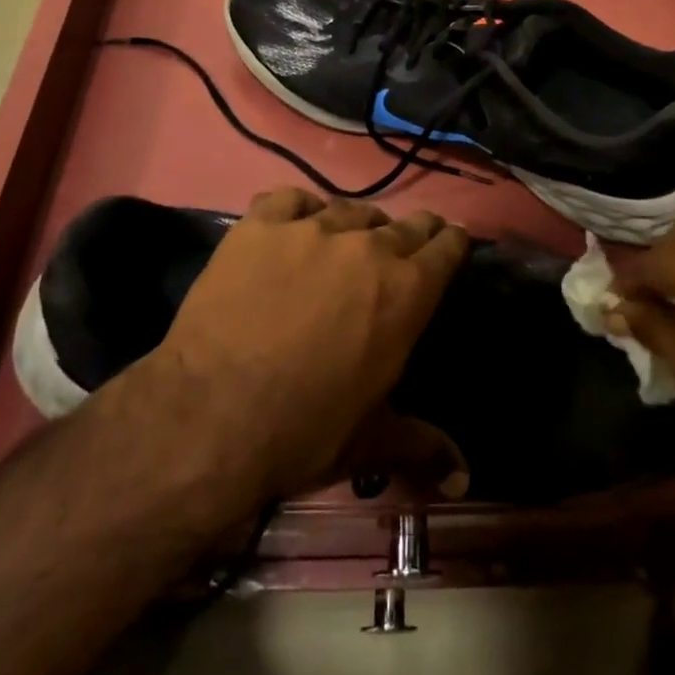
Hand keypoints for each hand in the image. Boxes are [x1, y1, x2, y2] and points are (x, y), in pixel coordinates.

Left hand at [145, 187, 469, 498]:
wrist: (211, 414)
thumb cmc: (303, 430)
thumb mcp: (369, 440)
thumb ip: (421, 443)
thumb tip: (463, 475)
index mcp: (406, 292)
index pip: (447, 247)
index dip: (452, 244)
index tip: (450, 245)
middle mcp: (368, 248)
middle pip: (405, 223)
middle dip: (413, 233)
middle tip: (404, 245)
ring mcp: (312, 229)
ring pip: (350, 209)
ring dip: (357, 225)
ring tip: (346, 239)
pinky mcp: (261, 225)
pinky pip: (290, 198)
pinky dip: (298, 209)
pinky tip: (294, 224)